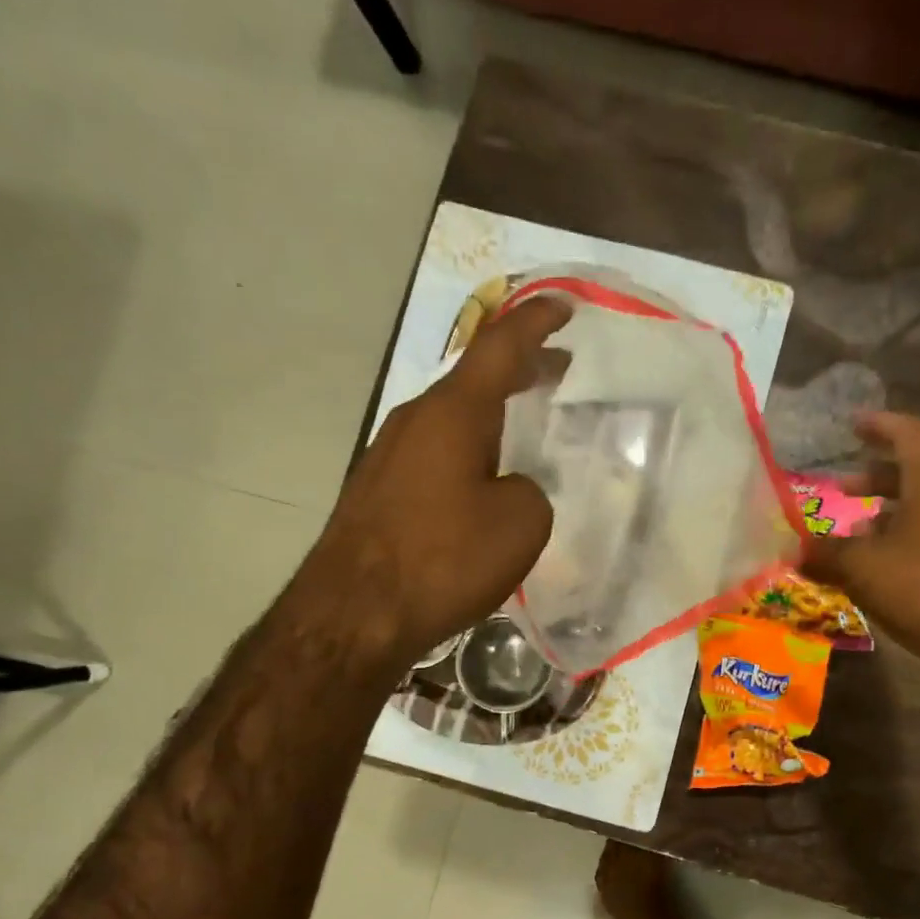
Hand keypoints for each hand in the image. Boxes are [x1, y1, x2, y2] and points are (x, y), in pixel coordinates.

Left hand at [310, 297, 568, 666]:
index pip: (500, 347)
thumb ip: (529, 492)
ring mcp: (389, 455)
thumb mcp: (520, 524)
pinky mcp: (378, 492)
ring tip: (524, 425)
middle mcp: (415, 420)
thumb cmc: (444, 559)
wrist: (355, 614)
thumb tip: (508, 489)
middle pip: (474, 381)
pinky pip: (435, 455)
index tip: (564, 305)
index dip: (536, 322)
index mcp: (453, 413)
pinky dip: (468, 451)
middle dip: (519, 370)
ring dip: (492, 415)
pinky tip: (482, 483)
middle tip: (556, 369)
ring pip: (452, 420)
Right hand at [802, 412, 919, 689]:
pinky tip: (867, 574)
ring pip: (917, 515)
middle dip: (874, 478)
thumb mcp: (862, 566)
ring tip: (845, 537)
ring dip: (881, 519)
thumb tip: (793, 550)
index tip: (852, 424)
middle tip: (840, 488)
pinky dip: (892, 549)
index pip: (911, 435)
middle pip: (914, 476)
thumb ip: (825, 554)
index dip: (881, 425)